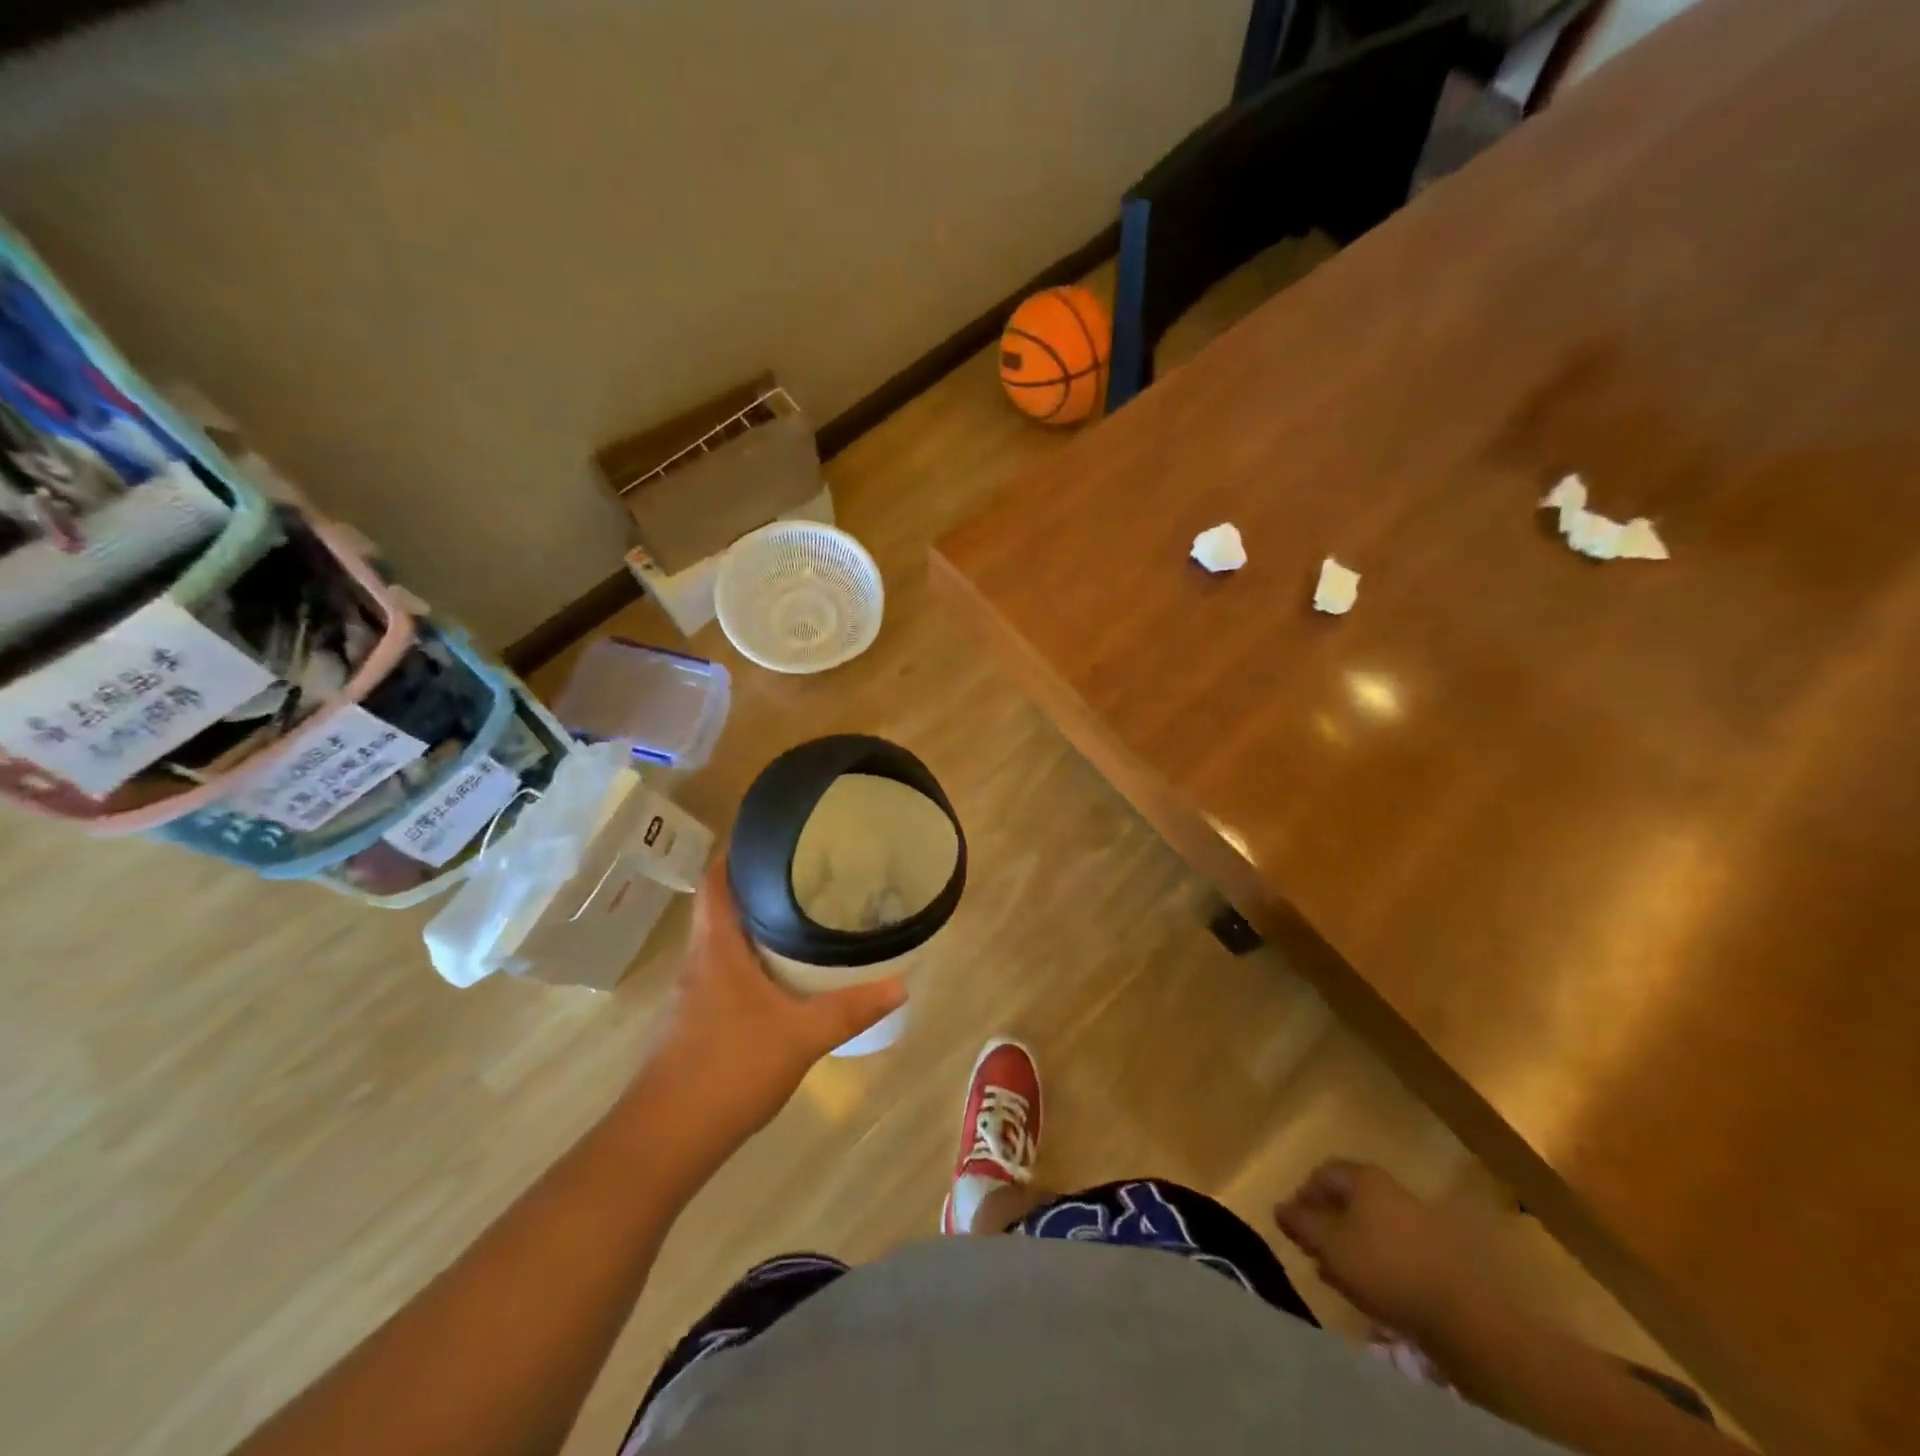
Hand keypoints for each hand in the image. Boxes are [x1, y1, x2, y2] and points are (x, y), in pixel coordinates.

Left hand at [641, 858, 905, 1149]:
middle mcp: (698, 962)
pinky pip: (723, 975)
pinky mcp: (692, 1024)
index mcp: (716, 948)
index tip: (771, 837)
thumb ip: (849, 1009)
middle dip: (757, 888)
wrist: (663, 1141)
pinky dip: (749, 964)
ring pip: (723, 944)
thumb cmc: (729, 1069)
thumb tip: (901, 985)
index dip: (736, 853)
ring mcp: (691, 995)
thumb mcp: (800, 1037)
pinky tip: (778, 980)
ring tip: (800, 919)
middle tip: (805, 875)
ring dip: (754, 928)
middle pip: (721, 908)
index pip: (716, 881)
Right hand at [1274, 1160, 1485, 1343]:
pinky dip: (1376, 1257)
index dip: (1302, 1195)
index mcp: (1363, 1177)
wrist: (1463, 1312)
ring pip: (1371, 1223)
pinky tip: (1372, 1283)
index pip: (1322, 1173)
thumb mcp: (1330, 1246)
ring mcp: (1417, 1217)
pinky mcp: (1437, 1250)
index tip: (1292, 1222)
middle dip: (1327, 1220)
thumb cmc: (1384, 1267)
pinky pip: (1394, 1244)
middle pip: (1348, 1197)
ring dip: (1350, 1241)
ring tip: (1338, 1271)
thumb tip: (1278, 1207)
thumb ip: (1301, 1224)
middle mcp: (1390, 1187)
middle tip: (1313, 1248)